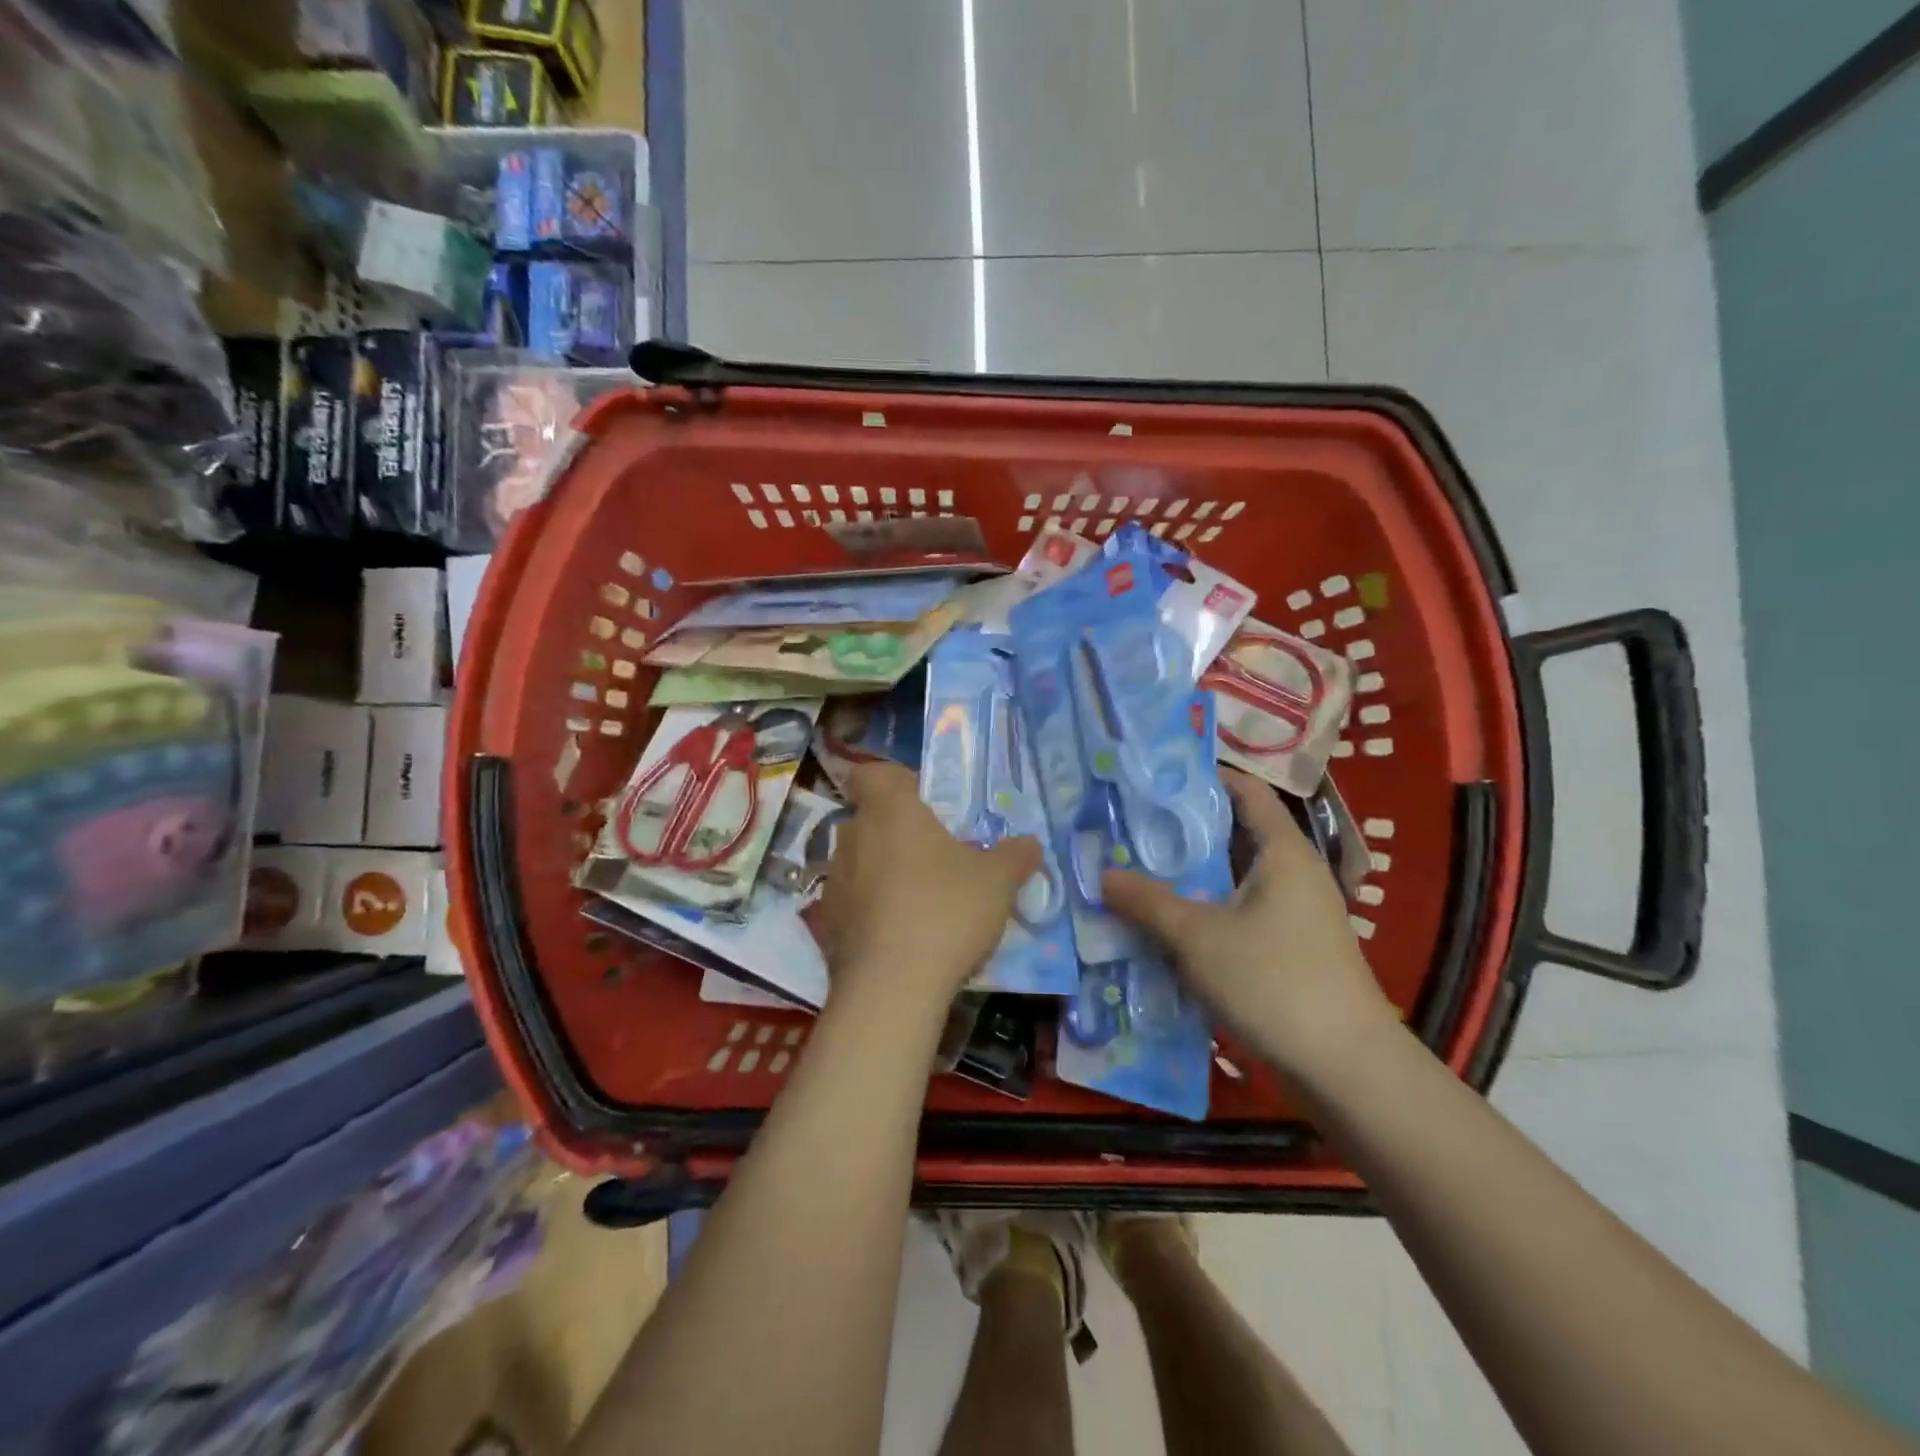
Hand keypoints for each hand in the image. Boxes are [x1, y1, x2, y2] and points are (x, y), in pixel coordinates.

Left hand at [815, 763, 1041, 1020]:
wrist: (891, 987)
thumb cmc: (946, 911)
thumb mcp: (998, 881)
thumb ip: (1016, 855)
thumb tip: (1030, 844)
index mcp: (890, 810)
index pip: (873, 774)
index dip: (896, 782)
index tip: (925, 804)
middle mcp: (853, 836)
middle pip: (872, 819)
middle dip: (901, 833)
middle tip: (938, 857)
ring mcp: (833, 880)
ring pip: (861, 861)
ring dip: (884, 871)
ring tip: (920, 901)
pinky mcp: (826, 922)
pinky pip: (852, 902)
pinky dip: (871, 910)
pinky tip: (899, 935)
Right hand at [1102, 771, 1397, 1078]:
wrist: (1345, 1069)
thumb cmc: (1273, 981)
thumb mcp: (1197, 937)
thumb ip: (1147, 901)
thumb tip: (1103, 874)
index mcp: (1283, 852)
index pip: (1245, 792)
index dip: (1203, 778)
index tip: (1153, 778)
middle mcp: (1294, 874)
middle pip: (1234, 835)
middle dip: (1183, 831)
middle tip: (1129, 826)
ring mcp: (1295, 914)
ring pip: (1233, 879)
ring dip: (1190, 876)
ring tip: (1136, 869)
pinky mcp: (1290, 950)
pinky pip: (1239, 913)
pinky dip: (1205, 911)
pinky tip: (1166, 924)